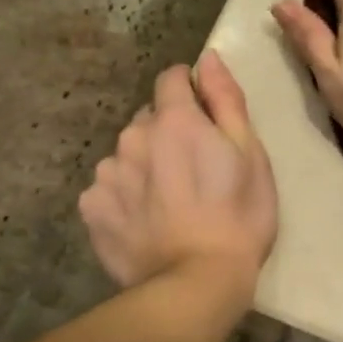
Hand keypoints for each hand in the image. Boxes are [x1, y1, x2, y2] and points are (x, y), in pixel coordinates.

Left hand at [79, 52, 277, 293]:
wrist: (196, 284)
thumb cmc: (238, 217)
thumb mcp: (250, 154)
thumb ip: (226, 99)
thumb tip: (208, 58)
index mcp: (174, 120)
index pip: (171, 78)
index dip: (190, 92)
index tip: (206, 119)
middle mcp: (132, 137)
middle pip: (148, 119)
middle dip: (168, 133)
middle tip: (194, 171)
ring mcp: (107, 174)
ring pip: (127, 154)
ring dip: (144, 165)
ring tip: (168, 202)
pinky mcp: (91, 209)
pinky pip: (108, 188)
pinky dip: (124, 196)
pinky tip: (145, 222)